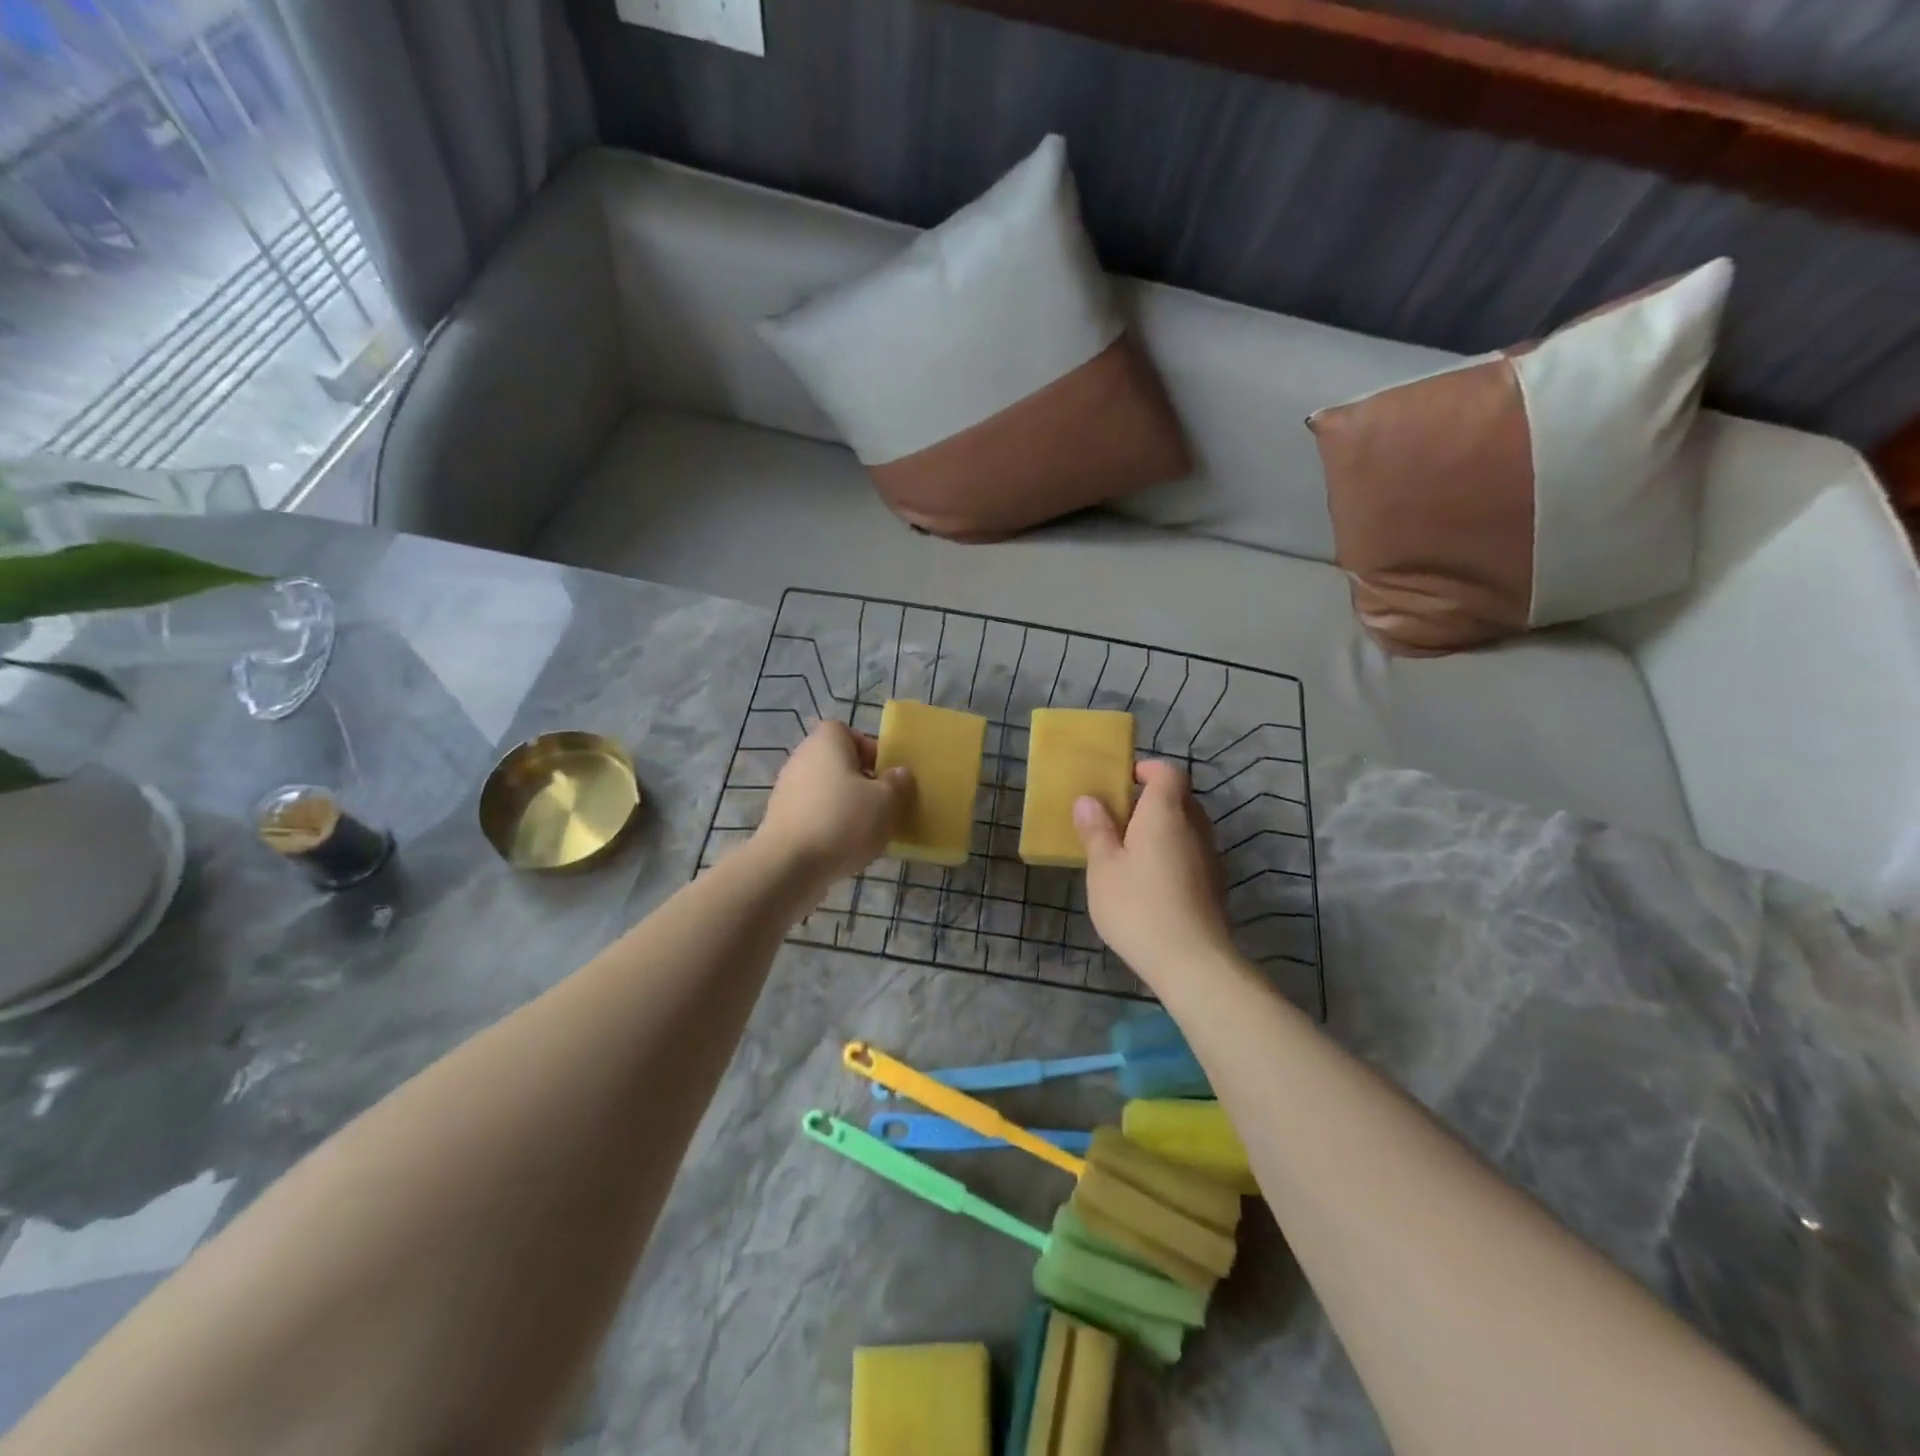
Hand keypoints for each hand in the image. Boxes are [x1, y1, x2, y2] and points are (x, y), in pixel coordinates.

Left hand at [755, 721, 910, 887]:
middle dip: (860, 780)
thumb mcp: (886, 801)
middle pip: (836, 761)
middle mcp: (802, 758)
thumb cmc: (842, 821)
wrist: (788, 865)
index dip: (868, 748)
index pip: (846, 731)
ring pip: (825, 789)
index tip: (885, 773)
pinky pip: (813, 813)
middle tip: (881, 802)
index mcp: (826, 743)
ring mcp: (787, 789)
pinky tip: (844, 847)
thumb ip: (897, 783)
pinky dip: (829, 824)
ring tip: (866, 830)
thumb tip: (899, 773)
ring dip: (845, 804)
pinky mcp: (780, 819)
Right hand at [1074, 760, 1234, 984]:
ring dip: (1162, 830)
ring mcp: (1210, 857)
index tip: (1121, 782)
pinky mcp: (1215, 886)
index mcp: (1165, 813)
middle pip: (1179, 798)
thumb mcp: (1103, 867)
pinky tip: (1149, 883)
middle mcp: (1195, 827)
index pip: (1168, 772)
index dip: (1146, 769)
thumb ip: (1096, 830)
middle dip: (1151, 801)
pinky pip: (1191, 854)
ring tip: (1129, 853)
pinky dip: (1172, 855)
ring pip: (1187, 828)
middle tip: (1118, 819)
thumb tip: (1088, 800)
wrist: (1192, 962)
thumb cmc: (1138, 906)